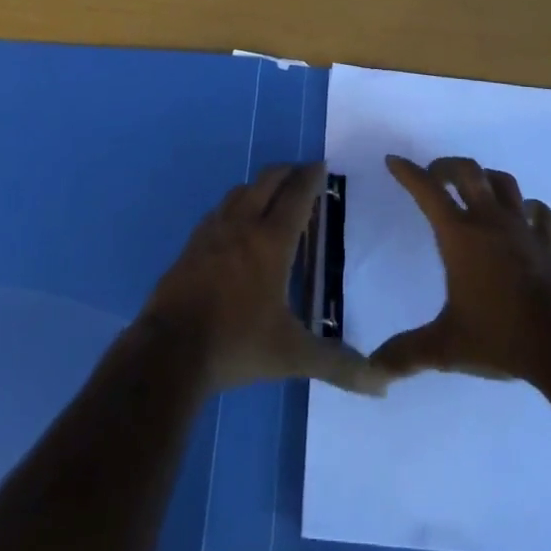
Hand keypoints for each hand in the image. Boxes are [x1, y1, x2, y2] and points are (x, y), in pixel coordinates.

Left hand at [143, 161, 388, 395]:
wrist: (169, 351)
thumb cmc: (237, 345)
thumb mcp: (292, 356)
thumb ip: (337, 364)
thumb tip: (382, 385)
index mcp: (271, 242)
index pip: (297, 196)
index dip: (310, 177)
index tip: (321, 165)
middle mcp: (243, 225)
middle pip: (267, 182)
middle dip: (287, 172)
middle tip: (302, 174)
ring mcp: (212, 231)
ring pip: (240, 192)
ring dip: (260, 186)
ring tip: (272, 196)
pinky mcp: (191, 245)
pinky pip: (219, 210)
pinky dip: (235, 204)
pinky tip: (235, 223)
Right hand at [372, 154, 550, 383]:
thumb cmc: (499, 337)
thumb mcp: (446, 347)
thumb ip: (407, 354)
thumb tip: (372, 371)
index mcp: (460, 236)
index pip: (427, 192)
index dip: (408, 173)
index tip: (394, 160)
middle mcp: (490, 221)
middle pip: (468, 172)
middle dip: (447, 166)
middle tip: (434, 176)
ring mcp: (523, 229)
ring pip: (504, 183)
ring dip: (486, 178)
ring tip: (475, 187)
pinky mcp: (549, 244)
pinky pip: (540, 213)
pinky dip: (529, 208)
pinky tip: (524, 215)